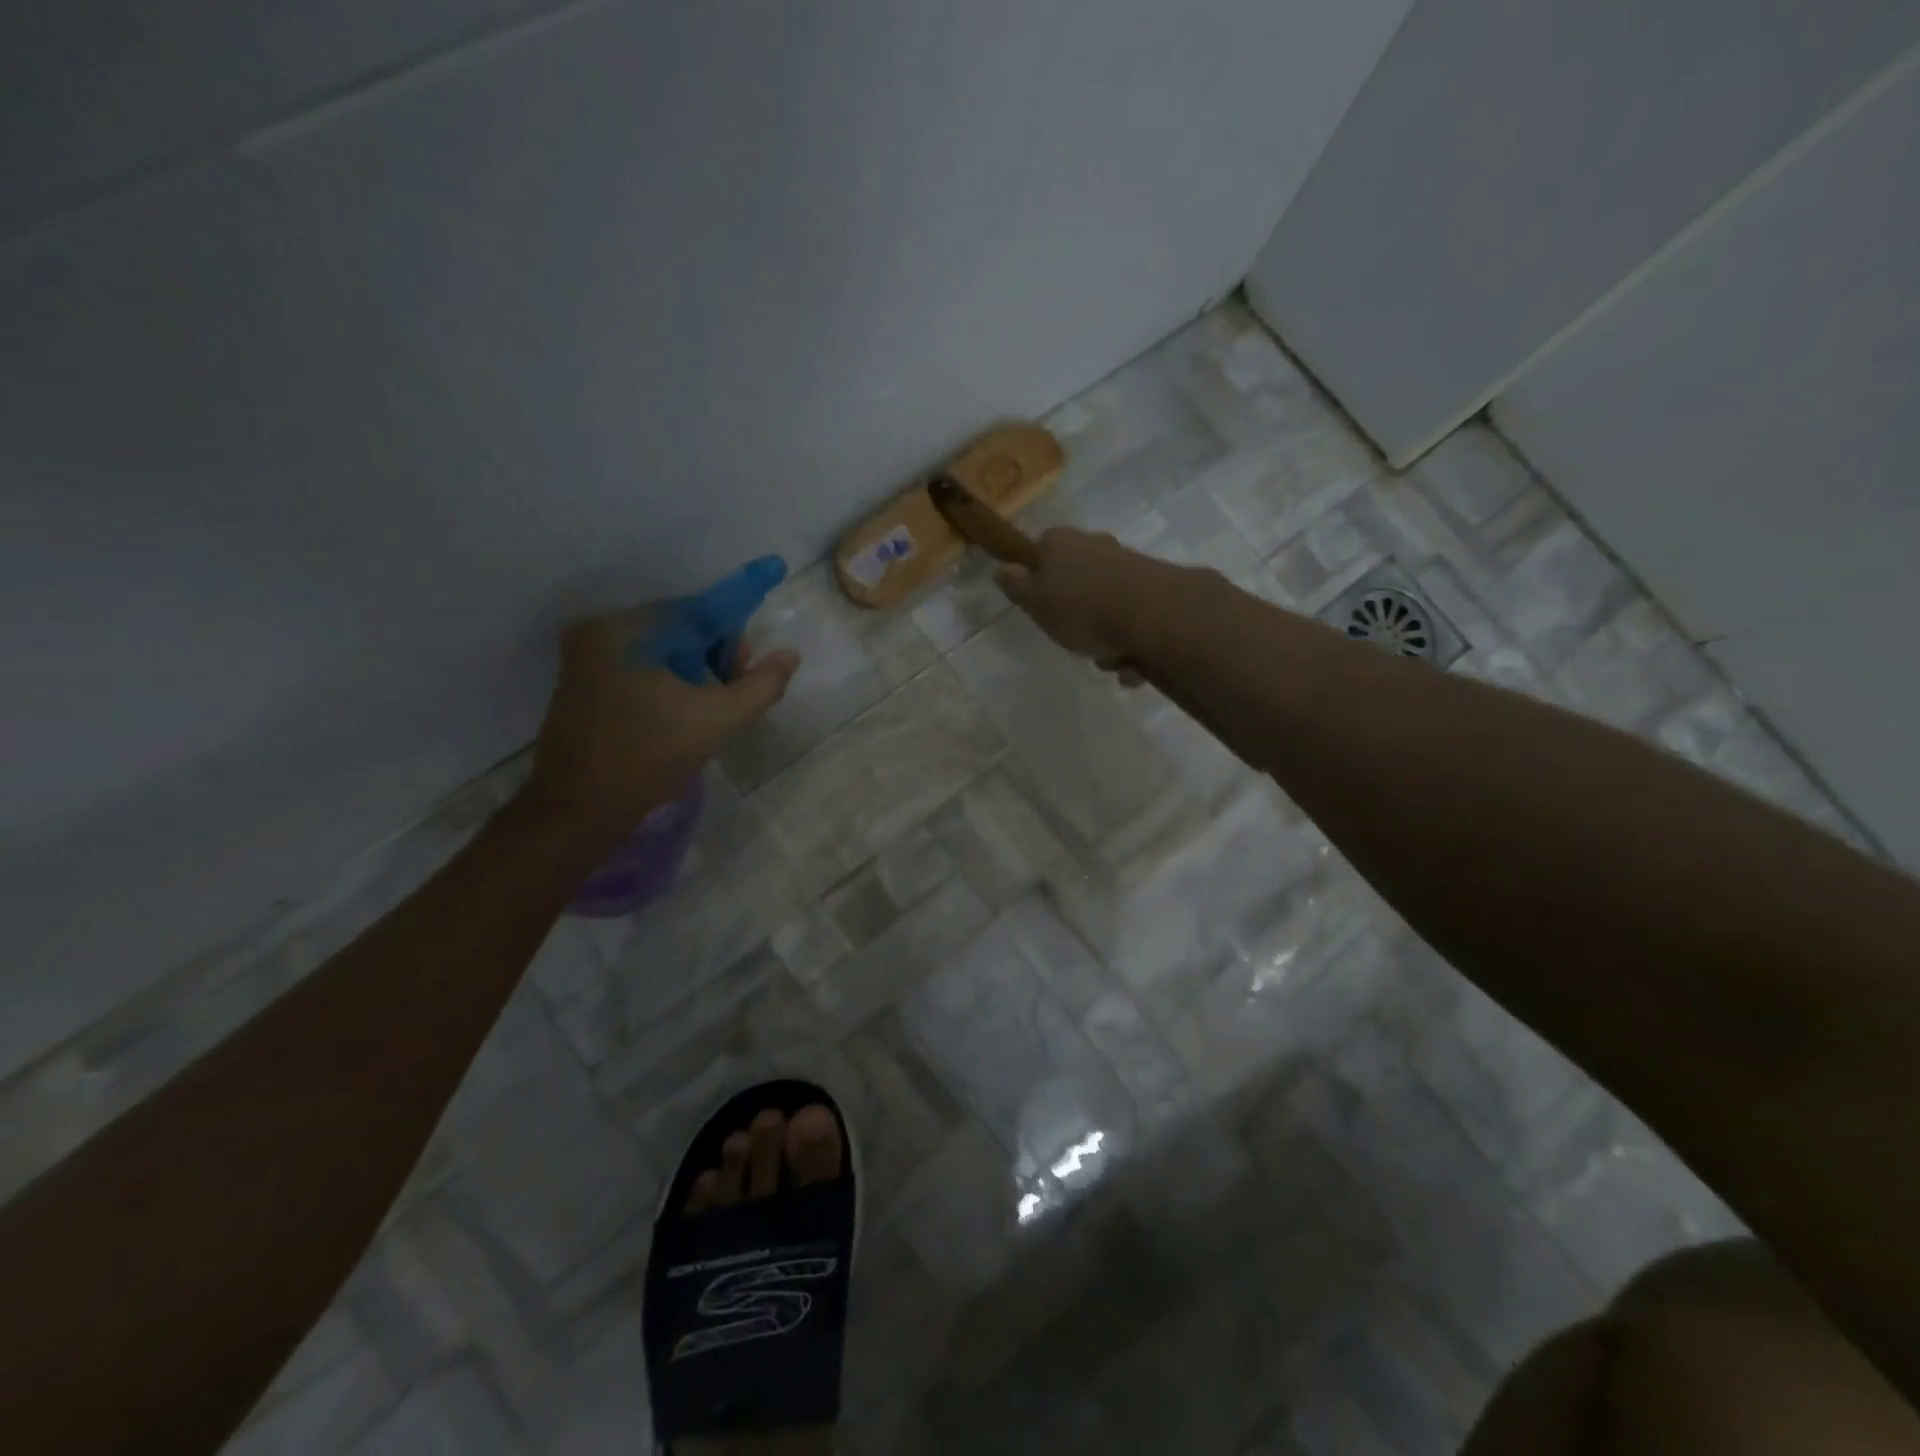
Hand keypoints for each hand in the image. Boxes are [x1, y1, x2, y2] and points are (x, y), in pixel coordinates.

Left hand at [519, 611, 798, 841]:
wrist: (578, 811)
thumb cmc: (648, 758)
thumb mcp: (717, 720)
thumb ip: (761, 685)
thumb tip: (790, 654)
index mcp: (624, 630)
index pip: (696, 612)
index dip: (732, 636)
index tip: (748, 666)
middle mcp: (597, 633)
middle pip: (677, 629)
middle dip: (713, 655)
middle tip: (732, 693)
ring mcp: (582, 659)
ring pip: (659, 651)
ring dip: (692, 671)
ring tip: (706, 709)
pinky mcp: (580, 685)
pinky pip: (637, 668)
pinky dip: (665, 682)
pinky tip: (677, 714)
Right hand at [993, 527, 1167, 672]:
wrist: (1151, 614)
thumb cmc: (1081, 609)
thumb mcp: (1035, 602)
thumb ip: (1016, 586)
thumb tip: (1002, 568)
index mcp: (1060, 542)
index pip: (1039, 550)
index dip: (1036, 578)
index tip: (1039, 606)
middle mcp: (1094, 544)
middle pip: (1075, 580)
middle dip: (1075, 614)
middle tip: (1073, 638)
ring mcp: (1127, 563)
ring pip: (1104, 603)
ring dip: (1104, 635)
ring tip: (1108, 658)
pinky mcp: (1154, 585)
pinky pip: (1131, 618)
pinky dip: (1129, 640)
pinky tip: (1131, 661)